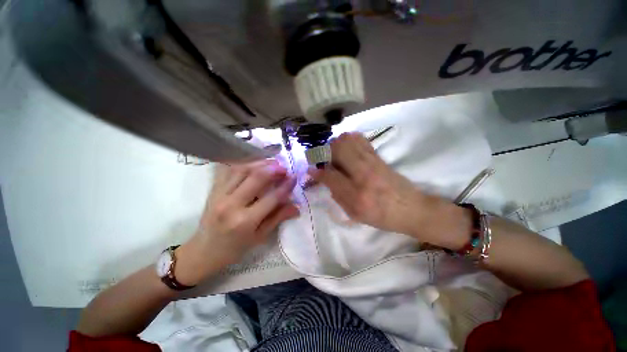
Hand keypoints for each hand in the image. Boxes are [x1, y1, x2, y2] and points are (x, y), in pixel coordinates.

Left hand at [176, 160, 298, 284]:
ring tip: (273, 162)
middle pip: (256, 178)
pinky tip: (254, 163)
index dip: (286, 186)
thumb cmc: (235, 248)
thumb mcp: (260, 237)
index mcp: (245, 221)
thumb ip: (278, 218)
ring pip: (242, 170)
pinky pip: (229, 170)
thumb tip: (297, 207)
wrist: (203, 251)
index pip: (272, 198)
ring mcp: (219, 195)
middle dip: (274, 169)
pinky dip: (243, 163)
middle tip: (284, 168)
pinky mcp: (213, 189)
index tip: (294, 177)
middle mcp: (231, 205)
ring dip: (260, 163)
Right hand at [309, 133, 469, 248]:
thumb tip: (325, 179)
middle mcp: (363, 174)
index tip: (310, 169)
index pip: (330, 176)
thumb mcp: (355, 214)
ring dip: (336, 145)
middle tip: (323, 160)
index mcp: (357, 195)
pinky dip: (349, 140)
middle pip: (338, 149)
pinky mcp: (379, 157)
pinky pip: (360, 140)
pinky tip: (347, 149)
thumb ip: (337, 196)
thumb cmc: (382, 216)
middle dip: (325, 152)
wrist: (411, 209)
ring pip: (348, 141)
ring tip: (334, 155)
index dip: (316, 172)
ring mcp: (373, 162)